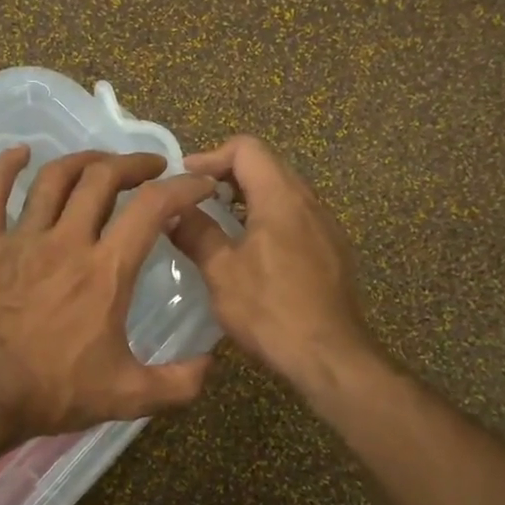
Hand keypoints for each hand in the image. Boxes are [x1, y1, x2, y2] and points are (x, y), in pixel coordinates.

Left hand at [0, 147, 217, 448]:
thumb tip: (211, 363)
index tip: (197, 184)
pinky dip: (6, 167)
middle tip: (148, 168)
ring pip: (54, 179)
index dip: (182, 187)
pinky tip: (20, 153)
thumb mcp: (128, 397)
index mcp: (106, 271)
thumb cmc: (53, 393)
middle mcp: (66, 242)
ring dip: (82, 161)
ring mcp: (20, 240)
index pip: (153, 208)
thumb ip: (178, 383)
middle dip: (132, 164)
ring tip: (100, 162)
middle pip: (102, 179)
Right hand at [170, 135, 374, 392]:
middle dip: (227, 176)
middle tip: (195, 201)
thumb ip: (196, 233)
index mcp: (281, 198)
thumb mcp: (221, 272)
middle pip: (266, 166)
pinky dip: (268, 220)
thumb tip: (172, 211)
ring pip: (282, 193)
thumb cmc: (270, 311)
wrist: (331, 356)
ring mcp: (326, 227)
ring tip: (218, 226)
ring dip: (248, 200)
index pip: (246, 148)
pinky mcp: (332, 251)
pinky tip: (251, 253)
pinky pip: (296, 218)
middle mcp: (309, 202)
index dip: (211, 156)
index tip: (185, 181)